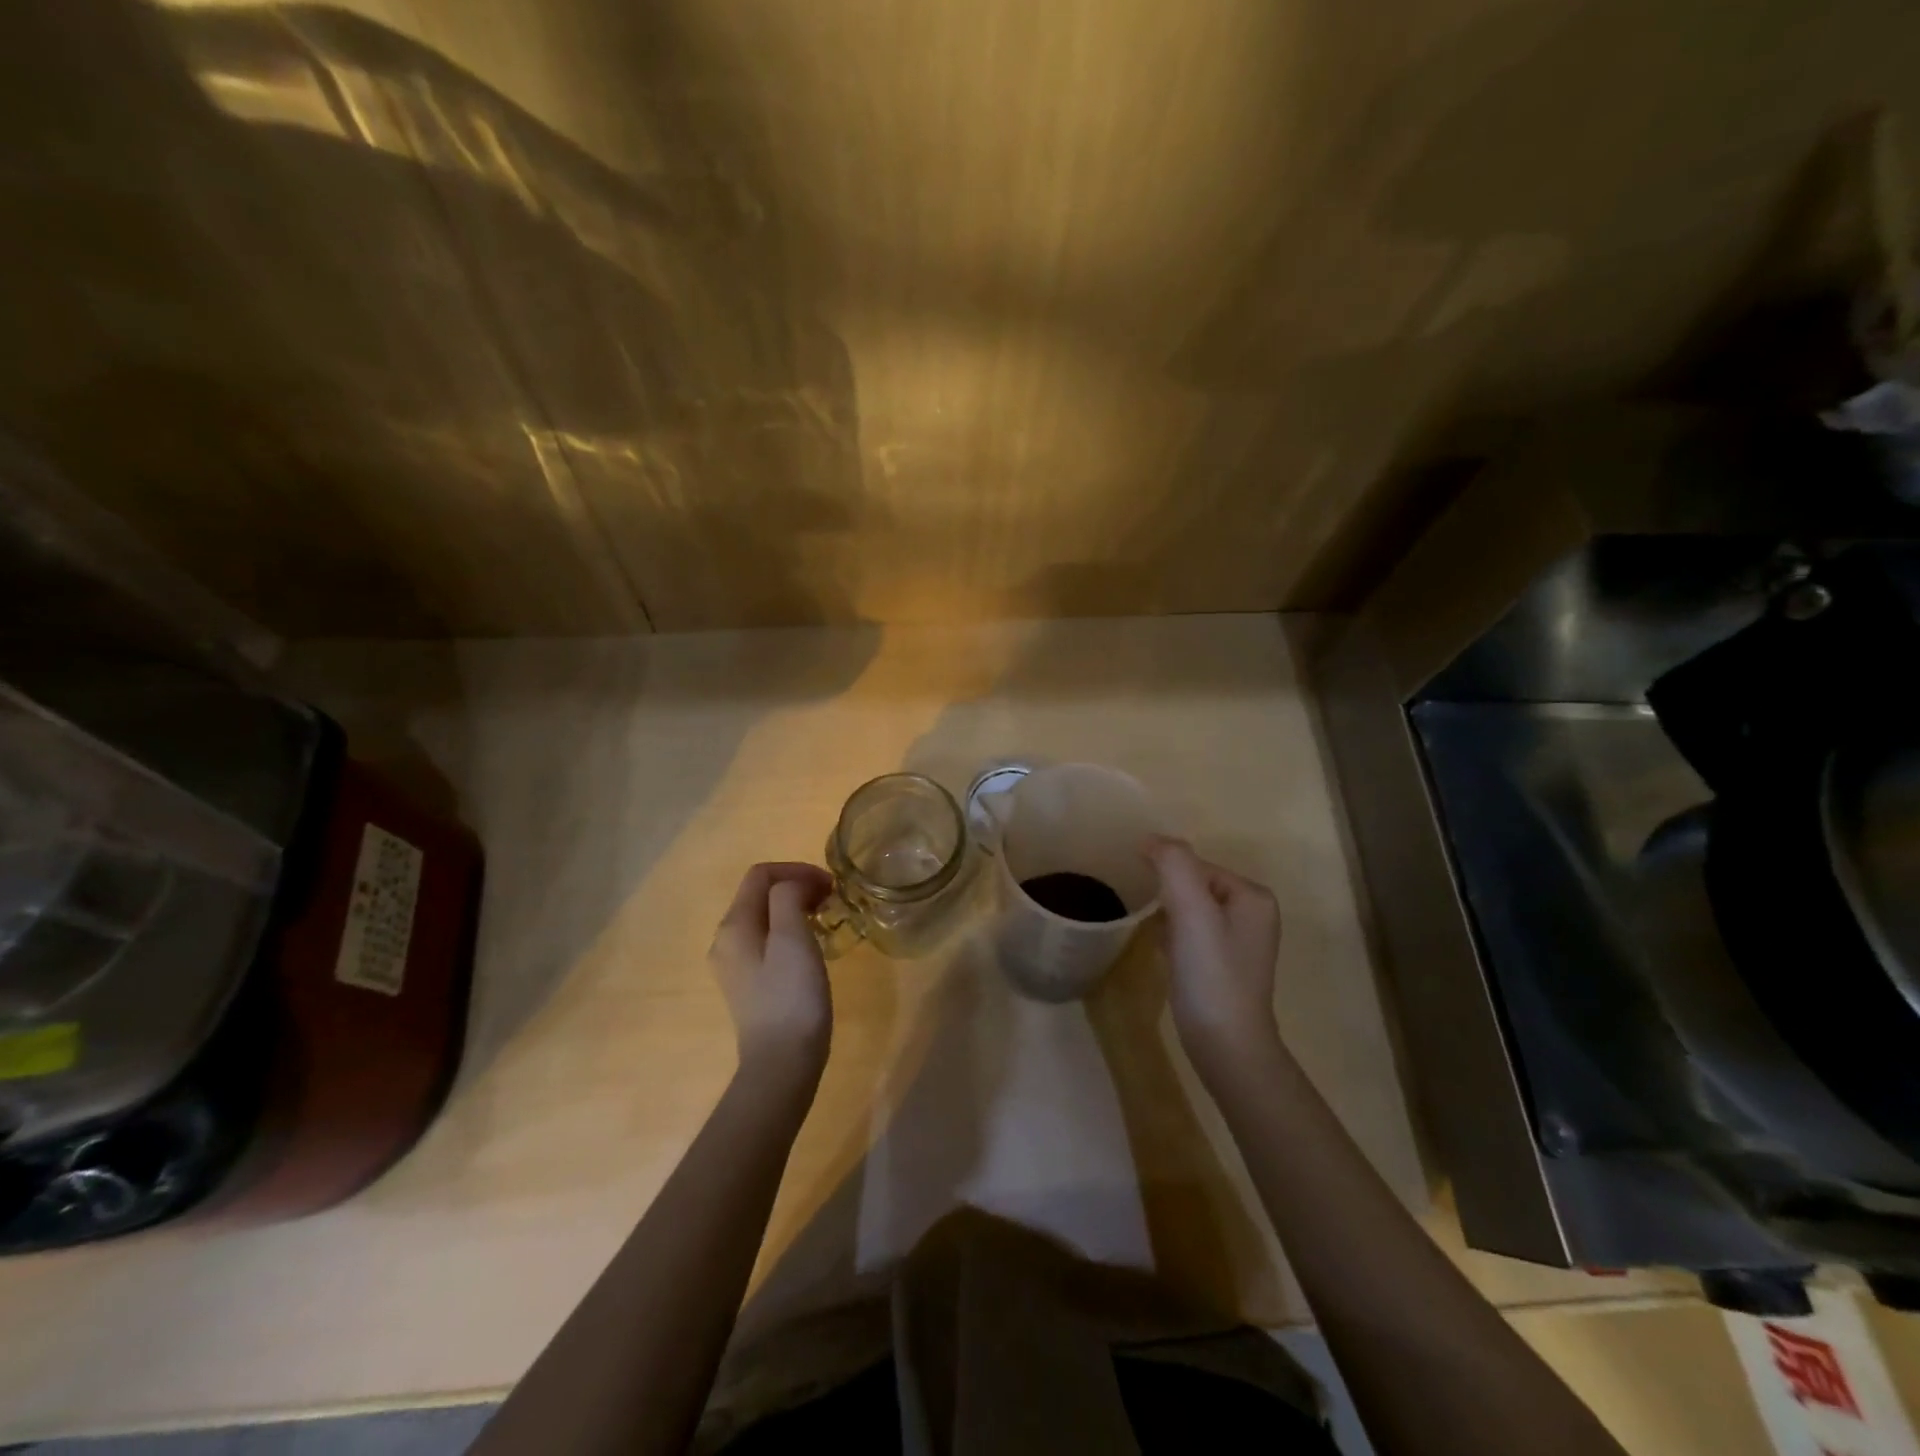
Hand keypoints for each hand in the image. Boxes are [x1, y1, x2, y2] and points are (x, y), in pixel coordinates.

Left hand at [710, 863, 834, 1078]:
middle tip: (832, 900)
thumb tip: (795, 886)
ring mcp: (735, 965)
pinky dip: (791, 931)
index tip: (830, 886)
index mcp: (734, 925)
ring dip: (796, 908)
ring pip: (765, 917)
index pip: (761, 874)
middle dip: (797, 887)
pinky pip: (767, 941)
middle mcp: (726, 940)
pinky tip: (812, 948)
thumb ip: (789, 897)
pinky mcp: (749, 984)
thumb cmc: (791, 996)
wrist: (782, 1064)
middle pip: (760, 894)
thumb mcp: (792, 937)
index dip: (797, 870)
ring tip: (825, 920)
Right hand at [1147, 838, 1282, 1077]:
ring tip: (1146, 925)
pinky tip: (1157, 948)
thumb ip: (1174, 864)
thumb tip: (1152, 839)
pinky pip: (1189, 934)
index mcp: (1252, 896)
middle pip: (1193, 885)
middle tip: (1139, 904)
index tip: (1140, 887)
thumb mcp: (1192, 909)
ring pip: (1189, 910)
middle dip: (1166, 892)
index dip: (1166, 872)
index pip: (1197, 865)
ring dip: (1166, 912)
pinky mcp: (1221, 966)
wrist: (1225, 1044)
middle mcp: (1251, 915)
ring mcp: (1238, 943)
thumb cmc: (1210, 973)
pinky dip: (1170, 934)